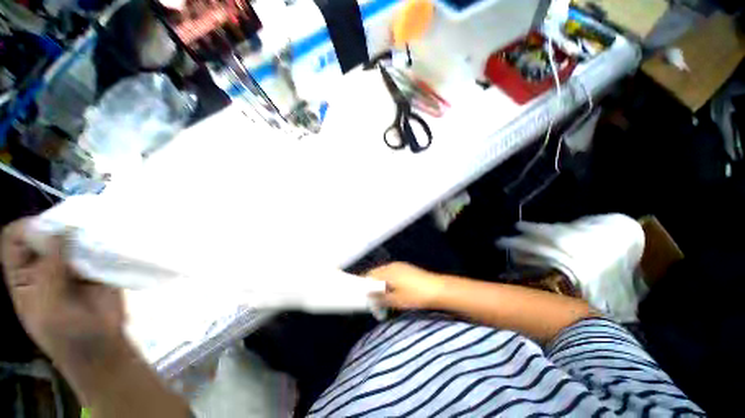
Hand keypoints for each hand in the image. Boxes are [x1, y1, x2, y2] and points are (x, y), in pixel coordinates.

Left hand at [1, 219, 125, 375]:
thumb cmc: (67, 336)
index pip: (14, 238)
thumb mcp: (49, 307)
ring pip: (71, 236)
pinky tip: (111, 241)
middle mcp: (44, 264)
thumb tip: (64, 229)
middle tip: (80, 227)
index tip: (52, 230)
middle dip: (59, 225)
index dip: (28, 229)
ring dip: (83, 232)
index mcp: (23, 275)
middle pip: (44, 232)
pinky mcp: (97, 266)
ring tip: (98, 232)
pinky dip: (102, 241)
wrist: (102, 348)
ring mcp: (72, 265)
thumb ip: (50, 270)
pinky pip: (96, 247)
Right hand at [365, 262, 446, 309]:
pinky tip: (394, 291)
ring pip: (384, 273)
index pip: (370, 275)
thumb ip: (380, 298)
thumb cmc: (415, 296)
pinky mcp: (407, 268)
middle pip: (376, 273)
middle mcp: (392, 265)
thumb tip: (369, 296)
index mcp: (387, 271)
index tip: (363, 295)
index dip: (365, 285)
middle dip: (373, 285)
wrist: (438, 290)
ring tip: (383, 297)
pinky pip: (392, 273)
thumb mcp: (396, 300)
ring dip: (381, 283)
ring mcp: (400, 266)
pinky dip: (389, 281)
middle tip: (373, 299)